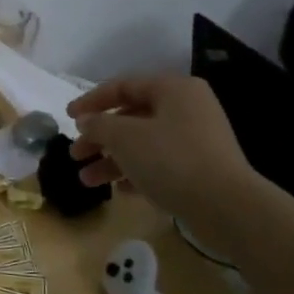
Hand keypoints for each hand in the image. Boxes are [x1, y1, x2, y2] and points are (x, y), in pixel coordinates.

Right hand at [66, 73, 257, 217]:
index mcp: (173, 89)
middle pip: (131, 117)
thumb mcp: (124, 137)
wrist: (226, 207)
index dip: (91, 100)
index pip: (123, 86)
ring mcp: (196, 140)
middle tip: (75, 155)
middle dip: (99, 138)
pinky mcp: (201, 168)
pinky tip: (119, 190)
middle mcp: (187, 108)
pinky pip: (160, 164)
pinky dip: (136, 173)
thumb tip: (87, 121)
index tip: (67, 117)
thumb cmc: (171, 160)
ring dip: (112, 160)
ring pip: (143, 143)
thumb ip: (99, 124)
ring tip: (87, 180)